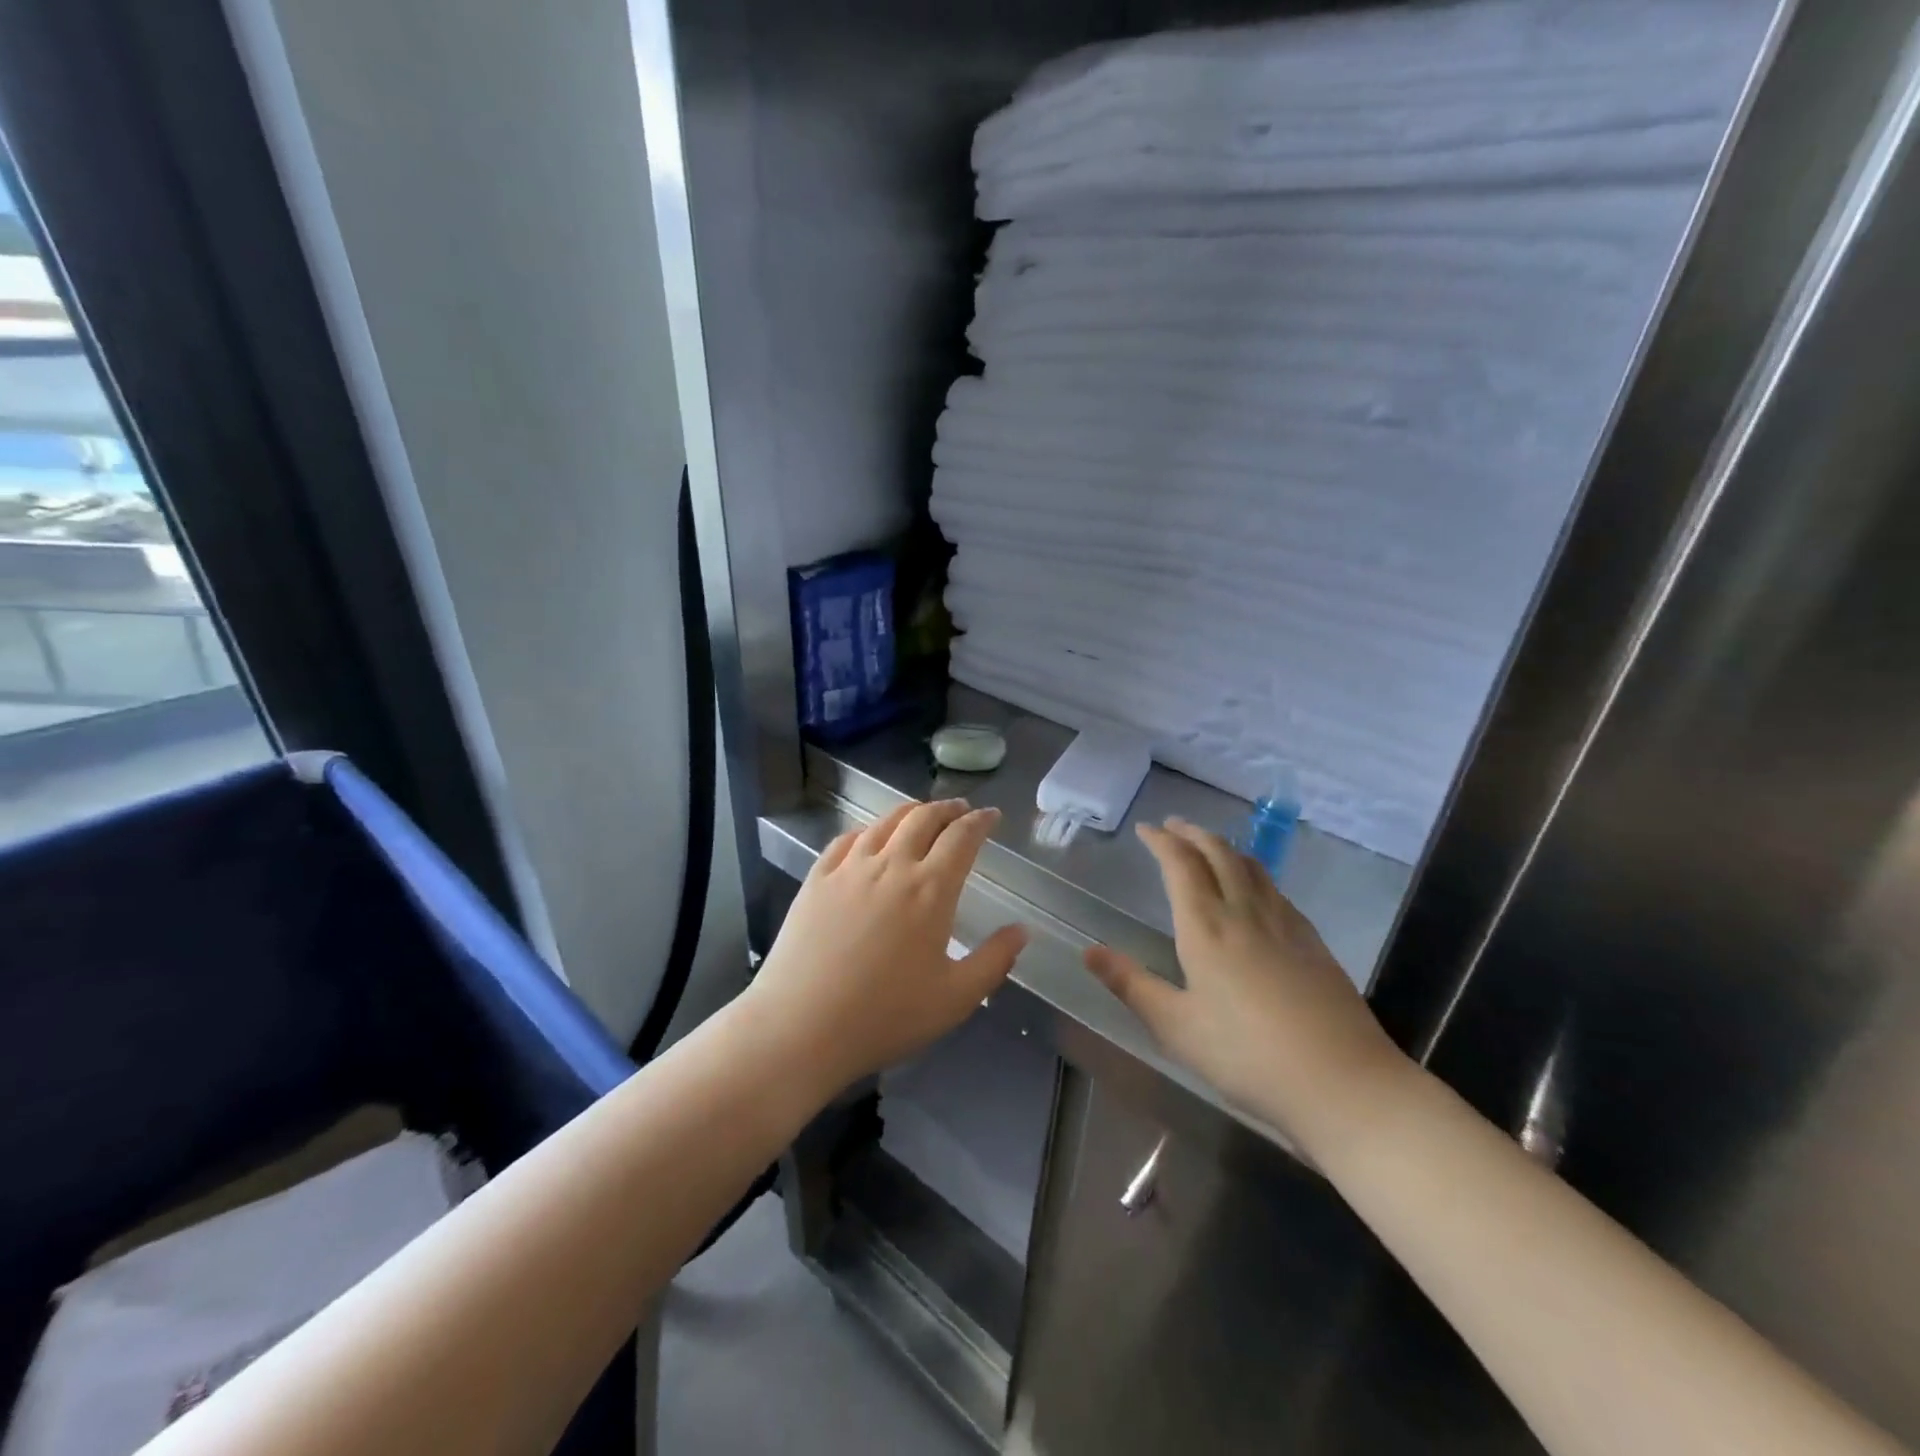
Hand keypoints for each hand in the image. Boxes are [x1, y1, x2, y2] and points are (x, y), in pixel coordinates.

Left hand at [742, 799, 1027, 1096]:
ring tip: (921, 814)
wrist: (800, 1026)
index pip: (962, 838)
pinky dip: (867, 830)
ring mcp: (849, 869)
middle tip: (960, 809)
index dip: (980, 821)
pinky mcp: (816, 879)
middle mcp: (891, 866)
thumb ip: (994, 961)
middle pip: (923, 818)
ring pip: (885, 823)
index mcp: (931, 890)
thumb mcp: (955, 999)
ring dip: (910, 812)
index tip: (991, 815)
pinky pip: (846, 839)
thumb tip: (1022, 930)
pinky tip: (869, 838)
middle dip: (947, 808)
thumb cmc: (885, 1016)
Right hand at [1084, 819, 1408, 1152]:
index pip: (1180, 865)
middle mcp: (1244, 912)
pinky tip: (1254, 890)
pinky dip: (1252, 871)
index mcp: (1206, 927)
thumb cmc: (1247, 1057)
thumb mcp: (1176, 1027)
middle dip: (1192, 833)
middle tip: (1173, 825)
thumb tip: (1087, 952)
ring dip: (1223, 847)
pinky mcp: (1312, 941)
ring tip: (1208, 846)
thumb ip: (1131, 985)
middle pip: (1218, 853)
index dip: (1161, 841)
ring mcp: (1285, 924)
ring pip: (1251, 866)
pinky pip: (1274, 888)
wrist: (1344, 1082)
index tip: (1145, 829)